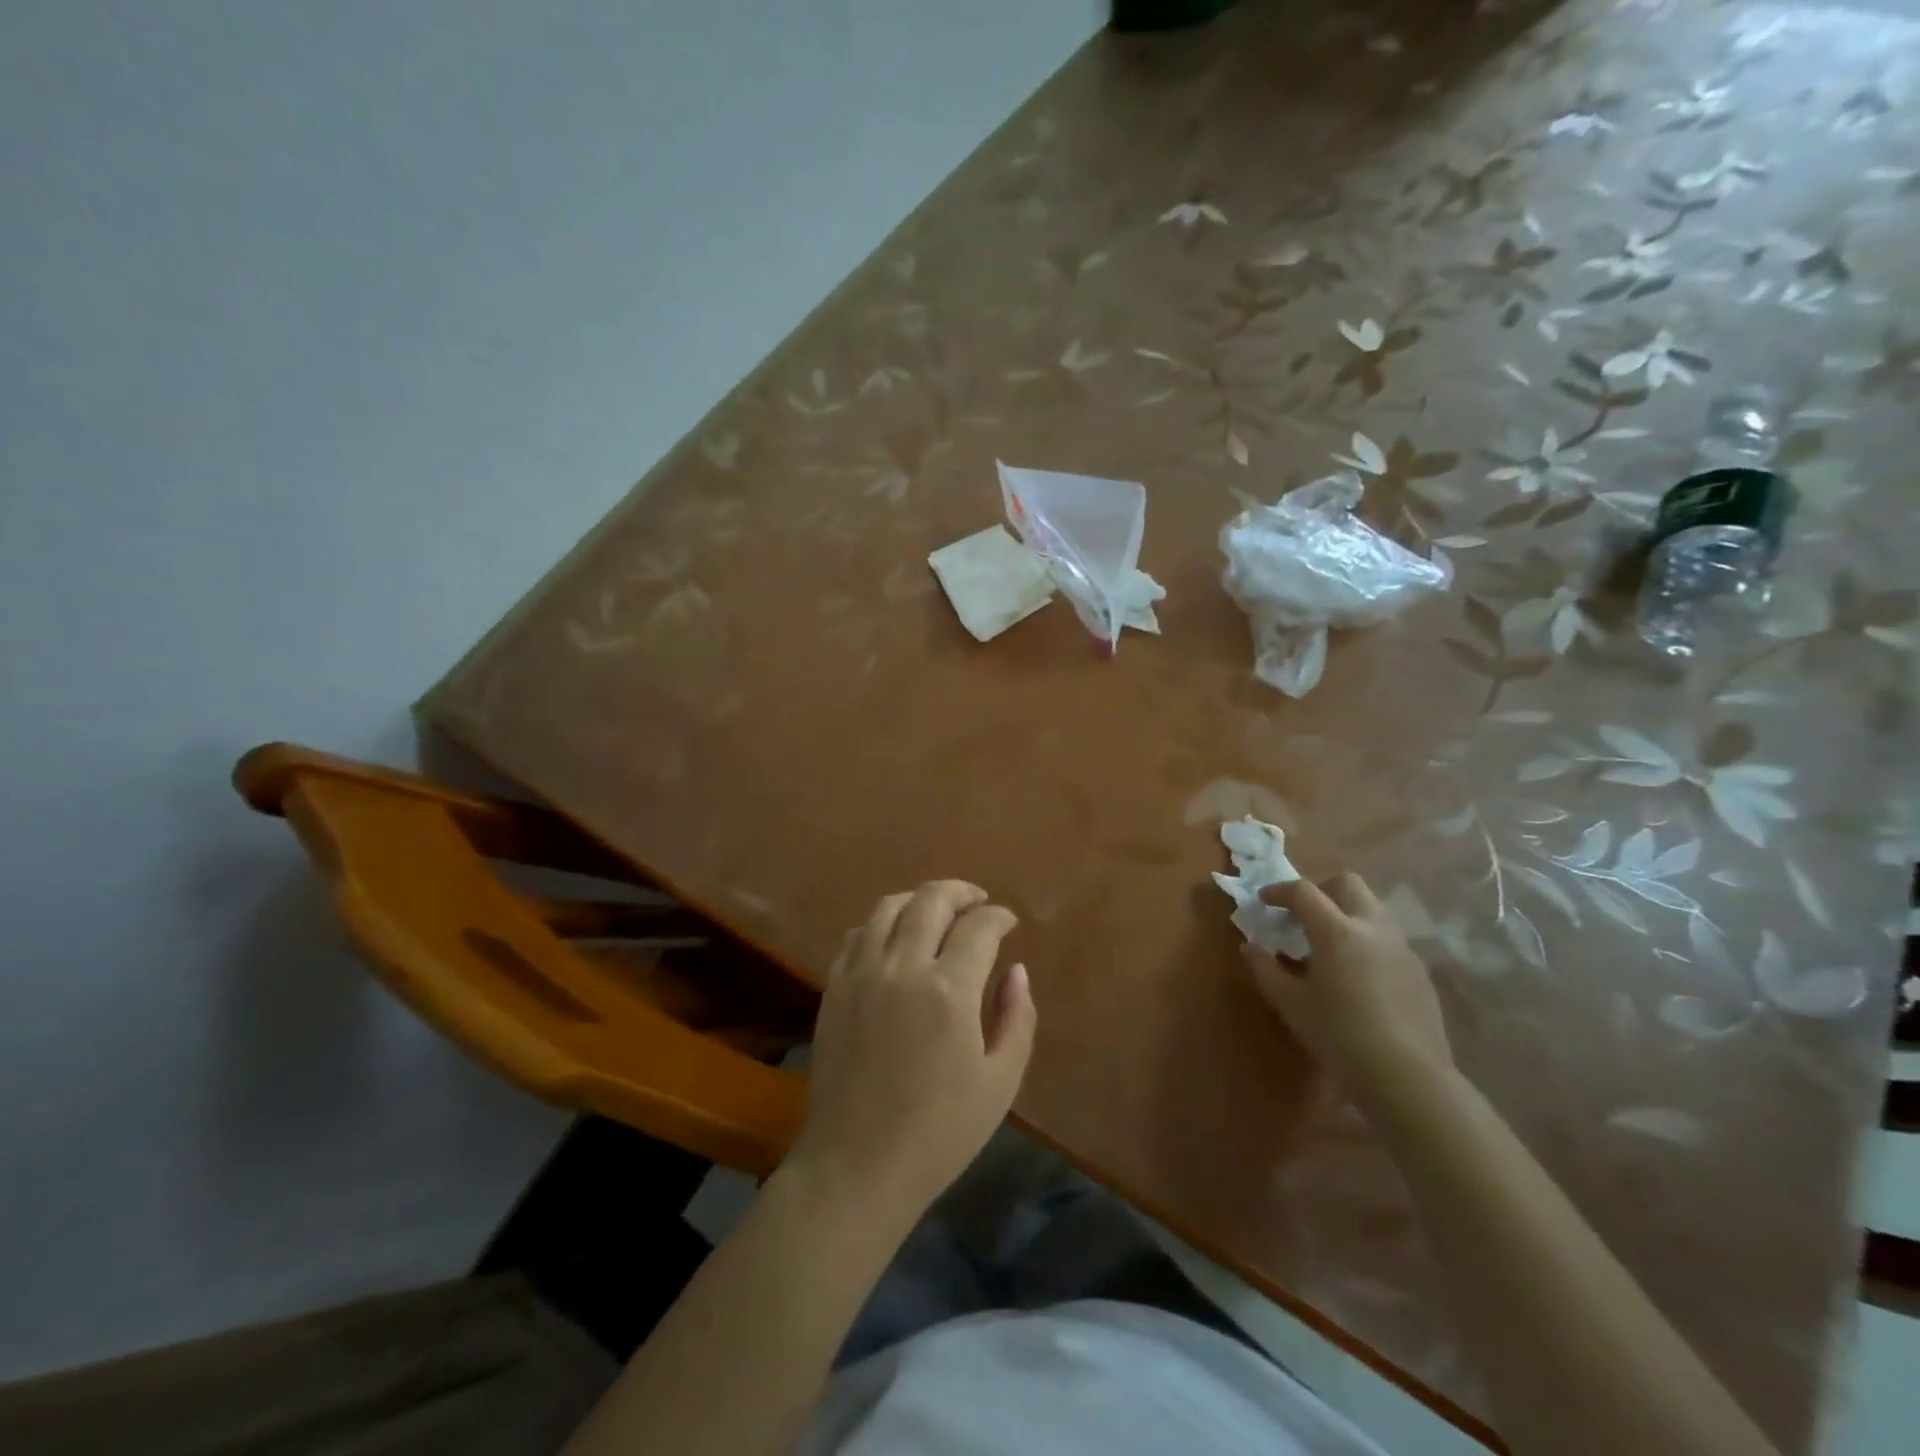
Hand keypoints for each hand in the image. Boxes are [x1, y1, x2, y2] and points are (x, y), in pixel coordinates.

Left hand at [789, 881, 1036, 1222]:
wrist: (856, 1167)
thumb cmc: (939, 1133)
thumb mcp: (1000, 1083)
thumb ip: (1017, 1018)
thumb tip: (1016, 970)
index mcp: (950, 990)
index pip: (979, 927)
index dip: (999, 916)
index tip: (1008, 922)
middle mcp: (903, 967)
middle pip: (931, 900)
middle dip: (961, 892)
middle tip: (978, 903)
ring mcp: (861, 974)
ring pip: (888, 907)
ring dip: (919, 900)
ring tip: (937, 913)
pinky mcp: (834, 988)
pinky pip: (856, 935)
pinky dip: (880, 925)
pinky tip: (894, 941)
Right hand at [1243, 872, 1451, 1107]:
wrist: (1407, 1076)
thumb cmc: (1338, 1034)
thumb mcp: (1290, 1004)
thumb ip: (1266, 970)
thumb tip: (1250, 947)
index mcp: (1336, 931)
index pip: (1304, 891)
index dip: (1279, 891)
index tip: (1264, 901)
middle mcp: (1372, 928)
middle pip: (1348, 883)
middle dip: (1321, 890)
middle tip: (1303, 916)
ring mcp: (1401, 948)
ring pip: (1372, 908)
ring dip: (1347, 913)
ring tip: (1329, 946)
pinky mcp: (1419, 971)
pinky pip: (1388, 939)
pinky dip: (1366, 941)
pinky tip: (1357, 975)